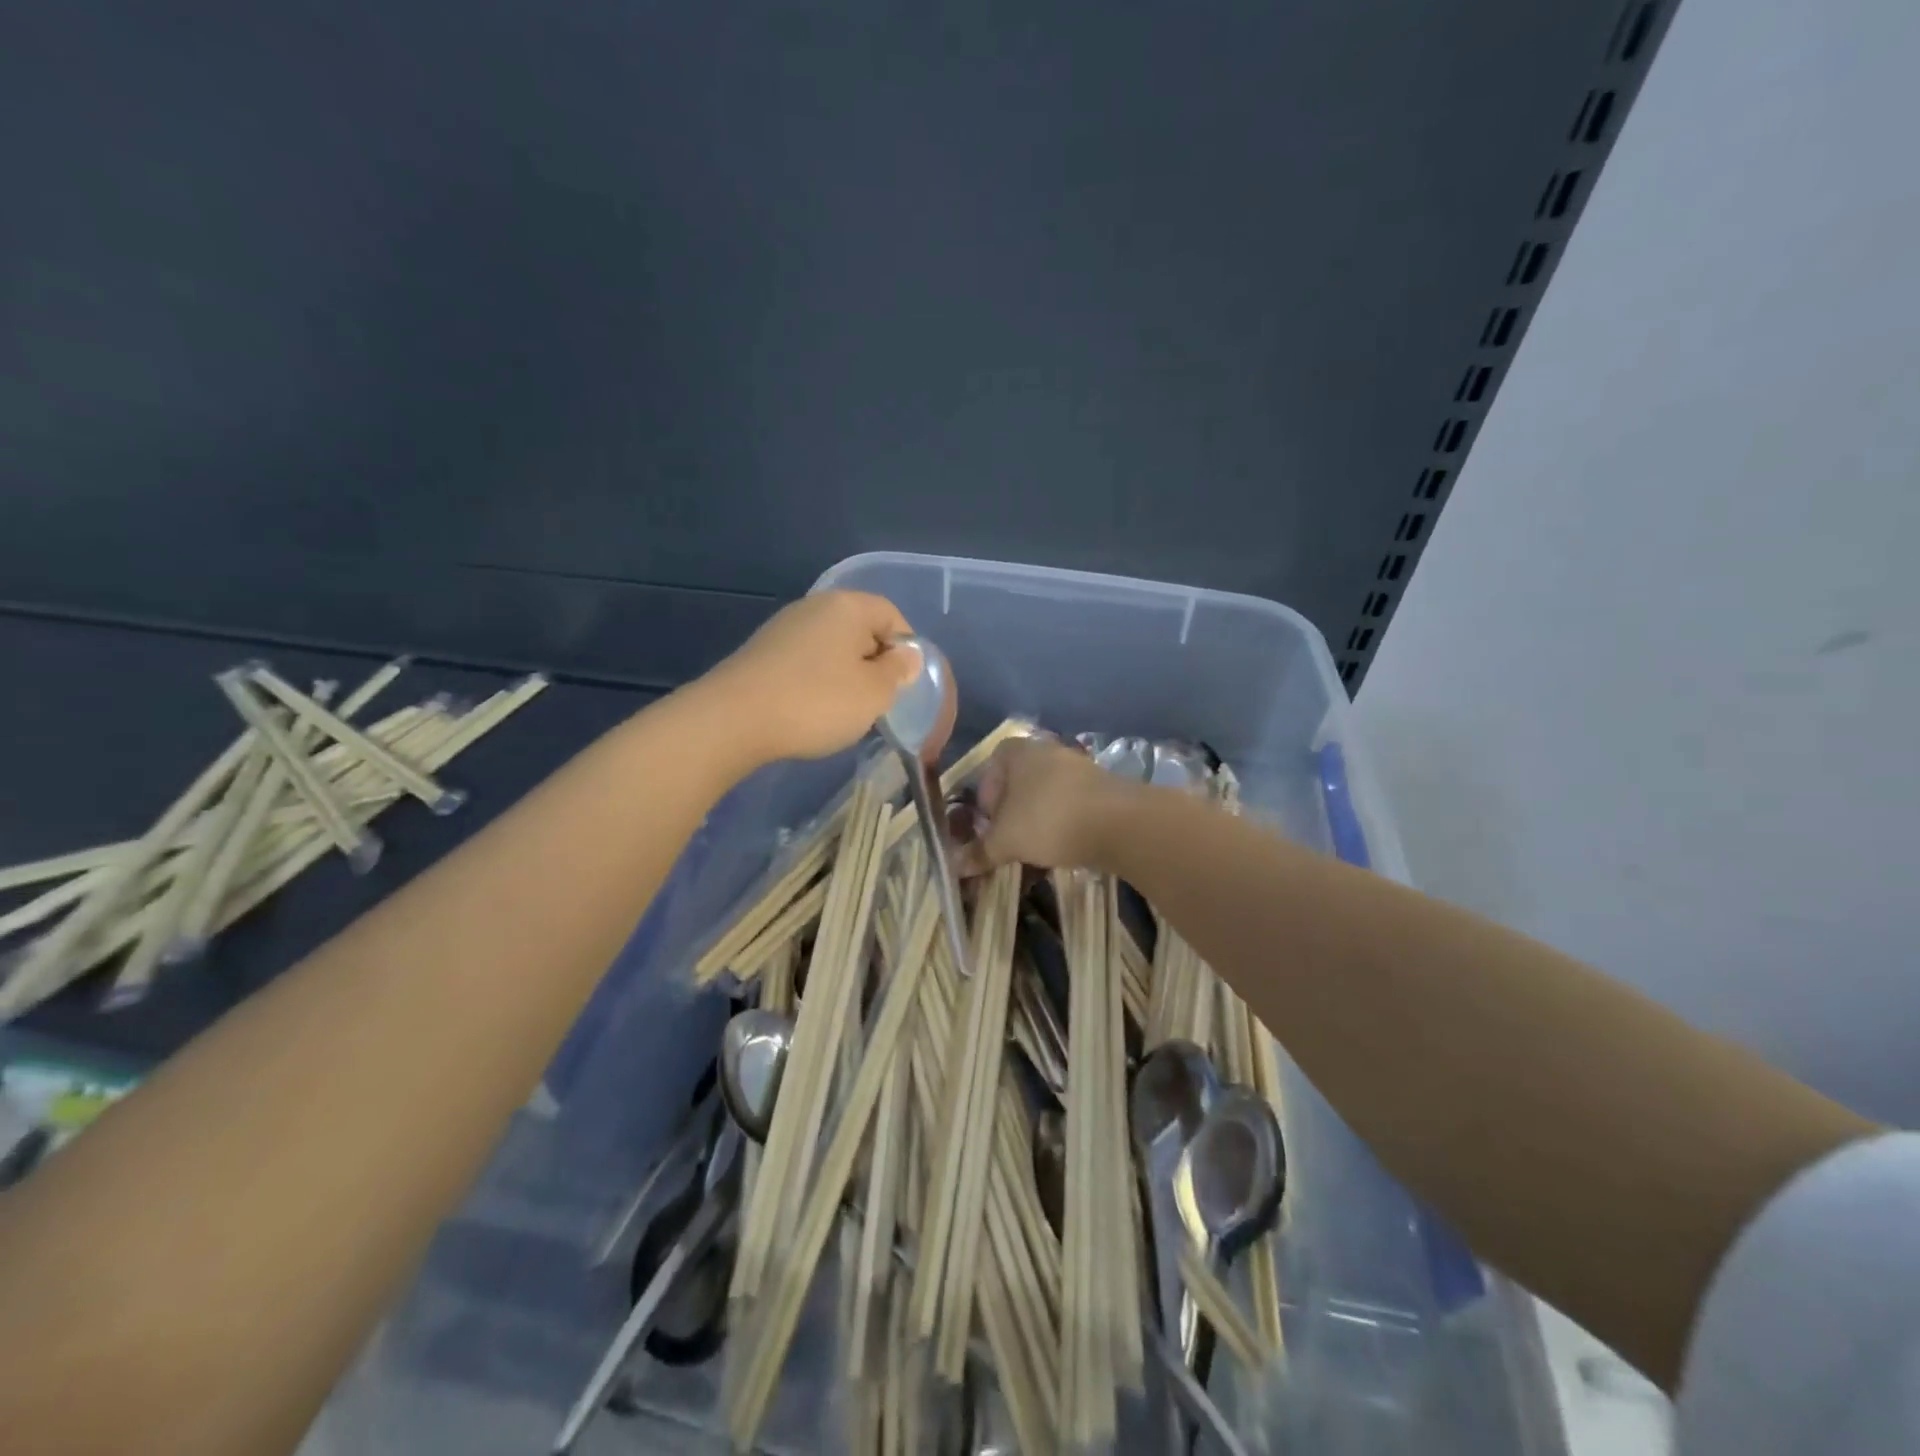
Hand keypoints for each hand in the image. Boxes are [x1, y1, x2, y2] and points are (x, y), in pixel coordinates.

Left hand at [700, 591, 919, 765]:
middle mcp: (814, 607)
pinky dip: (815, 682)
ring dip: (844, 675)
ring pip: (831, 648)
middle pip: (860, 629)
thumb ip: (898, 672)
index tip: (903, 684)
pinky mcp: (762, 652)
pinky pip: (805, 662)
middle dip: (873, 663)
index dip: (905, 649)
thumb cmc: (817, 702)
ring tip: (843, 711)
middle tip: (875, 701)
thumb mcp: (874, 693)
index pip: (892, 615)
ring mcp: (783, 628)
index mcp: (847, 606)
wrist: (733, 720)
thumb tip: (906, 656)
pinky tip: (810, 711)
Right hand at [962, 736, 1130, 872]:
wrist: (1119, 823)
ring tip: (1035, 849)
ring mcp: (1078, 767)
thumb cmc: (1048, 819)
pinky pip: (1072, 804)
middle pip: (1019, 781)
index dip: (985, 796)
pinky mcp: (1102, 787)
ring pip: (1046, 794)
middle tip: (1009, 839)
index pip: (990, 767)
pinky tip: (1064, 847)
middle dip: (1011, 812)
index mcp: (1017, 751)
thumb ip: (980, 851)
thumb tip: (954, 865)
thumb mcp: (1006, 841)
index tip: (988, 823)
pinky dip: (1064, 822)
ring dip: (1038, 819)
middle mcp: (1047, 751)